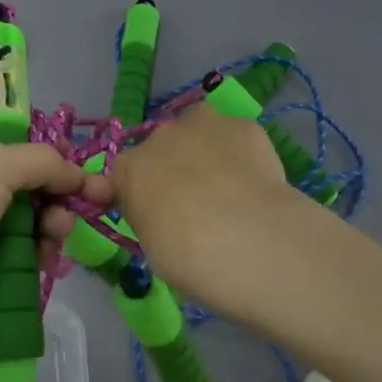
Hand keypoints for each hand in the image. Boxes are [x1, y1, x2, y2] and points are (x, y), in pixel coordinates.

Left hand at [0, 128, 112, 354]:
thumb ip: (41, 161)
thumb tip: (76, 173)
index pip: (1, 136)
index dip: (39, 146)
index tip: (73, 159)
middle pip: (20, 181)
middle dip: (56, 190)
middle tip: (88, 200)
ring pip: (24, 220)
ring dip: (51, 224)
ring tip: (59, 233)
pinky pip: (18, 255)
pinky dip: (38, 254)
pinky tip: (50, 260)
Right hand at [110, 101, 303, 313]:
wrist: (243, 239)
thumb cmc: (184, 255)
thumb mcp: (150, 243)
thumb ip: (149, 216)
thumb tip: (161, 211)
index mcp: (129, 169)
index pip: (125, 174)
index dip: (140, 192)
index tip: (154, 213)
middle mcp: (161, 137)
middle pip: (164, 147)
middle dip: (175, 167)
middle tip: (196, 202)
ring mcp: (203, 125)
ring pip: (201, 131)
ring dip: (207, 150)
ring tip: (229, 185)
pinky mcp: (243, 127)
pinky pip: (238, 137)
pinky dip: (243, 154)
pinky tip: (256, 181)